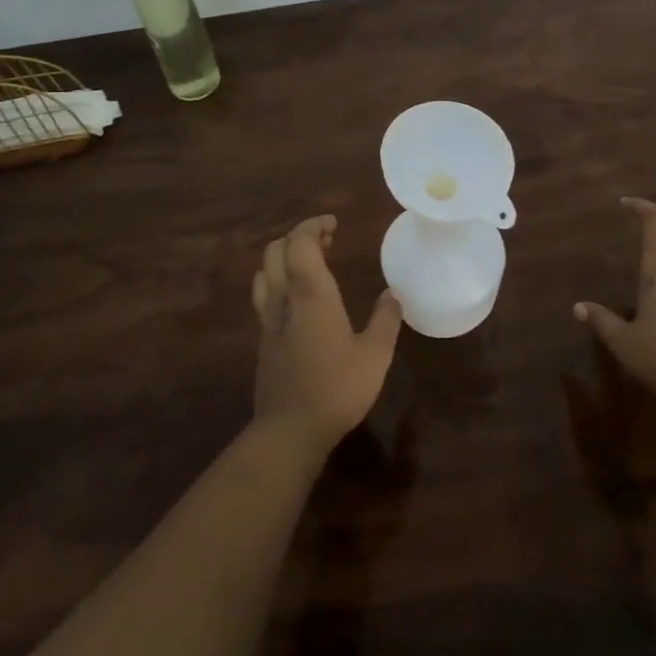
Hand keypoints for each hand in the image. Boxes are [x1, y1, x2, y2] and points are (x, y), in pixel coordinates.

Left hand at [251, 215, 402, 454]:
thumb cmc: (337, 387)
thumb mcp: (375, 355)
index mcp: (311, 293)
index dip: (313, 226)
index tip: (333, 224)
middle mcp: (284, 299)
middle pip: (276, 251)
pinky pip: (264, 297)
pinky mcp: (263, 342)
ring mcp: (268, 321)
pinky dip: (278, 283)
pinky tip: (298, 302)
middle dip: (298, 238)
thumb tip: (392, 295)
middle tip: (325, 241)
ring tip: (308, 265)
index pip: (301, 242)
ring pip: (264, 273)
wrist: (290, 431)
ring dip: (283, 259)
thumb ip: (384, 320)